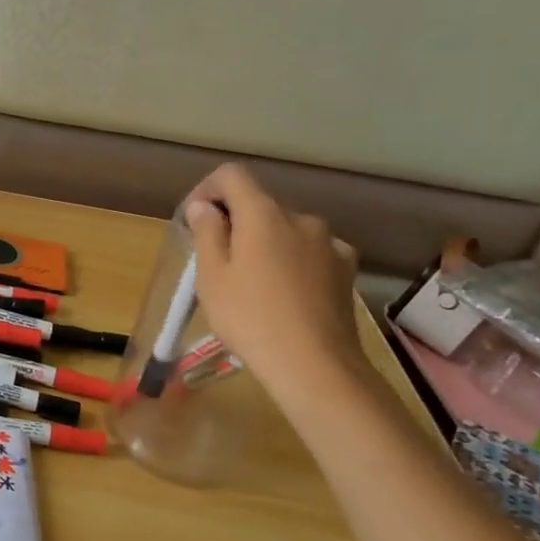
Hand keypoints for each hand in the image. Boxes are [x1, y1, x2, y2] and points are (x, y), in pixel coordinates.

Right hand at [183, 164, 365, 397]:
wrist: (314, 365)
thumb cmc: (250, 317)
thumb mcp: (212, 276)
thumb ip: (207, 233)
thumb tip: (204, 207)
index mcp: (263, 214)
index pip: (232, 175)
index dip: (208, 189)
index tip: (194, 219)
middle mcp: (300, 218)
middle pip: (259, 204)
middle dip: (235, 221)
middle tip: (215, 259)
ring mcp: (329, 243)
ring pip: (286, 229)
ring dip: (265, 242)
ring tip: (251, 281)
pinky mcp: (345, 268)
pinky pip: (310, 251)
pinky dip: (292, 260)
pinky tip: (286, 291)